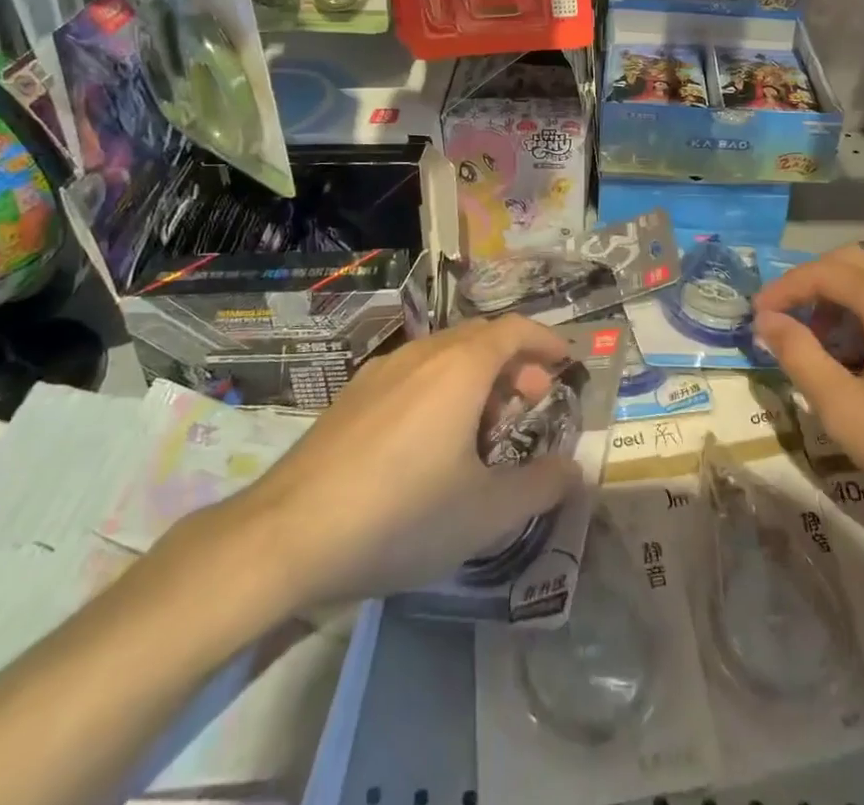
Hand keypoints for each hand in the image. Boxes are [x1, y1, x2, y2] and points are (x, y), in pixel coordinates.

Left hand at [172, 317, 578, 626]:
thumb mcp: (486, 513)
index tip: (566, 363)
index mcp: (461, 368)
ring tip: (484, 427)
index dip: (546, 341)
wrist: (288, 534)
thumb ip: (541, 486)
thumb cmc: (402, 515)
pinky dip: (440, 387)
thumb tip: (575, 468)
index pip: (515, 329)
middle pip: (480, 338)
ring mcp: (382, 371)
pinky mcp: (353, 395)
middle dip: (514, 363)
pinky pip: (413, 373)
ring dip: (476, 376)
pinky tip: (430, 440)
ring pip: (444, 354)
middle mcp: (423, 354)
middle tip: (530, 404)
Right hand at [754, 243, 863, 578]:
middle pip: (856, 263)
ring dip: (848, 298)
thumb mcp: (845, 410)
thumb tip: (767, 321)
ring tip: (831, 345)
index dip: (783, 288)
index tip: (756, 316)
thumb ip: (798, 356)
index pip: (823, 271)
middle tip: (790, 325)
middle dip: (814, 286)